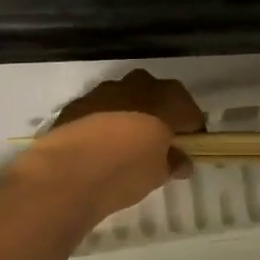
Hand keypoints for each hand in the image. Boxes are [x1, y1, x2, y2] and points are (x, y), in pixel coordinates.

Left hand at [8, 69, 205, 224]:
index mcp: (168, 99)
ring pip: (126, 99)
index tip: (188, 150)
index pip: (190, 112)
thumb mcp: (160, 173)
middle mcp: (138, 85)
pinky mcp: (78, 102)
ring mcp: (105, 90)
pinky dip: (105, 122)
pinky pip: (100, 109)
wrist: (68, 171)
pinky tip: (100, 146)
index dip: (191, 131)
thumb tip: (180, 160)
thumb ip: (174, 162)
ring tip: (126, 145)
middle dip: (160, 116)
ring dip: (130, 116)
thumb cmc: (127, 169)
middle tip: (158, 143)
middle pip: (158, 97)